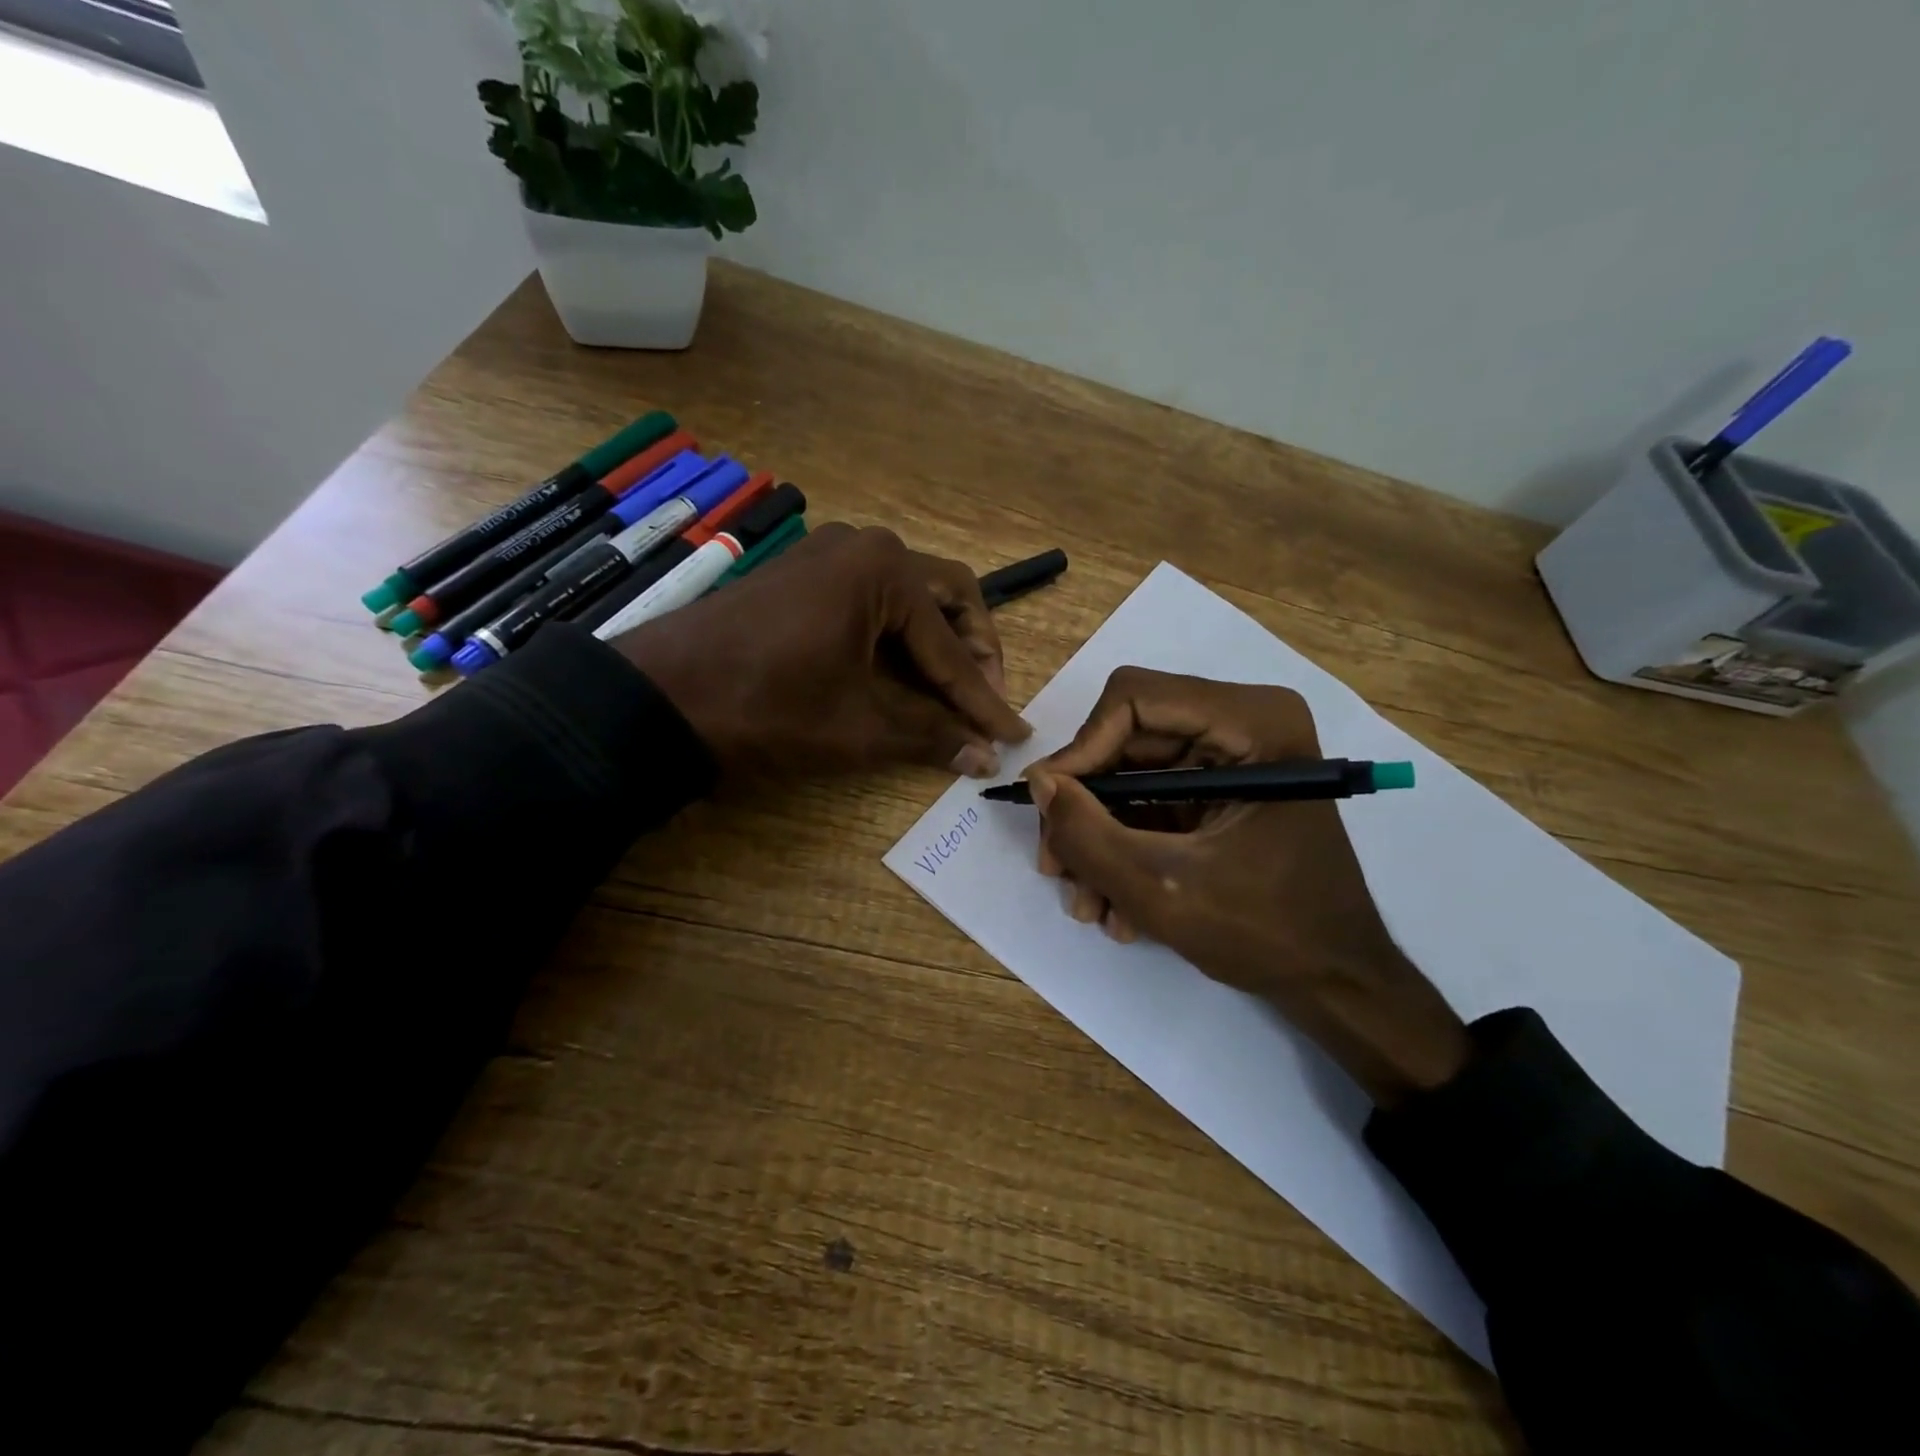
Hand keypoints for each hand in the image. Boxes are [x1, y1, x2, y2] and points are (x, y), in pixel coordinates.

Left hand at [613, 523, 1030, 778]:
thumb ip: (931, 736)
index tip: (1013, 735)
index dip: (985, 698)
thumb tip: (985, 758)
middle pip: (946, 598)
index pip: (953, 647)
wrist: (659, 699)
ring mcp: (828, 555)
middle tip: (983, 701)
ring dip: (936, 643)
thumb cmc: (768, 708)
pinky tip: (899, 674)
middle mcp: (864, 546)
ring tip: (949, 694)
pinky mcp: (802, 575)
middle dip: (972, 651)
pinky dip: (895, 637)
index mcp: (885, 570)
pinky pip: (870, 600)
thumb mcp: (858, 727)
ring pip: (908, 597)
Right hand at [1026, 668, 1468, 1106]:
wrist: (1336, 983)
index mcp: (1252, 722)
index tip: (1050, 808)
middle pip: (1126, 740)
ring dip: (1099, 838)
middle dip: (1085, 808)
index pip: (1134, 700)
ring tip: (1088, 904)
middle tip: (1055, 866)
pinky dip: (1126, 848)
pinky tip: (1116, 906)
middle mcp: (1242, 724)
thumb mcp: (1162, 887)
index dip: (1081, 750)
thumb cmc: (1268, 932)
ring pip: (1131, 776)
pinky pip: (1151, 803)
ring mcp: (1231, 759)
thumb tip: (1037, 780)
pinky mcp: (1220, 792)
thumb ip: (1088, 833)